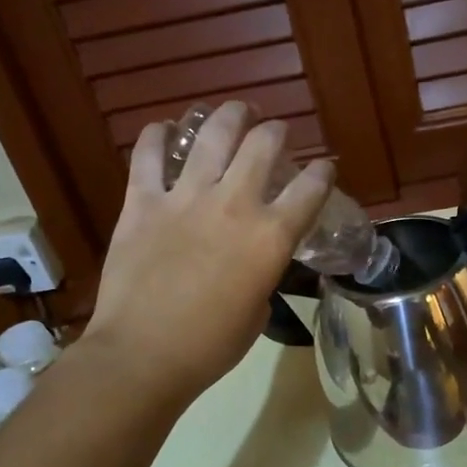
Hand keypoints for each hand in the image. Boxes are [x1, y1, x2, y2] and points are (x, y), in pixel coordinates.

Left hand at [78, 102, 332, 406]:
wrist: (143, 355)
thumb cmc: (210, 345)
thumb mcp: (258, 309)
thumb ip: (263, 271)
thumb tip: (254, 258)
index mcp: (271, 236)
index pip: (310, 188)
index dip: (322, 172)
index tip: (324, 167)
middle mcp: (234, 204)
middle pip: (263, 145)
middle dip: (276, 131)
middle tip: (274, 131)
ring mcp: (185, 198)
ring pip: (212, 135)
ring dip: (229, 116)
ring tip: (235, 111)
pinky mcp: (142, 202)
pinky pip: (148, 155)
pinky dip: (157, 136)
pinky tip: (164, 130)